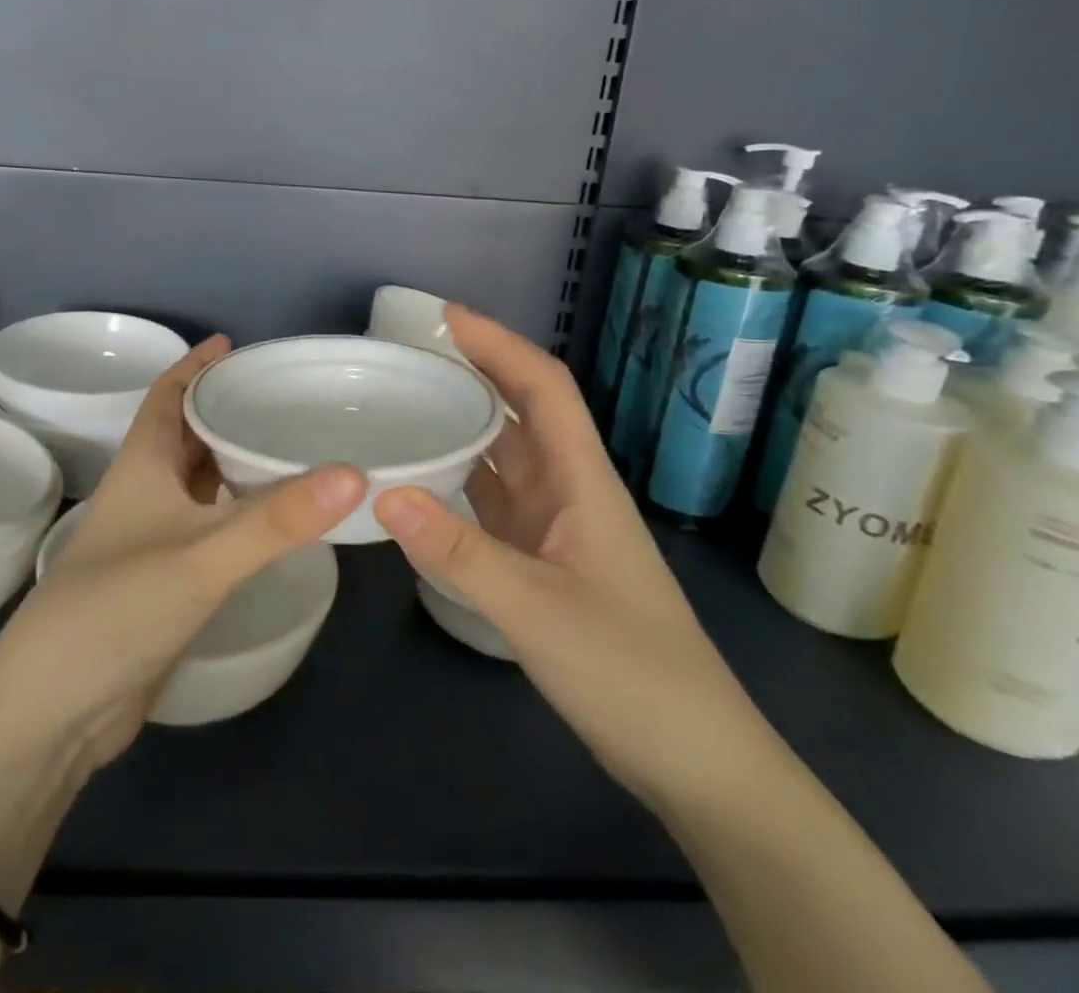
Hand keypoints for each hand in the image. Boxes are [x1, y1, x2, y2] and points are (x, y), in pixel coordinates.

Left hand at [0, 335, 365, 778]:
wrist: (56, 711)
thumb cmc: (117, 609)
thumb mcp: (202, 557)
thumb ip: (278, 519)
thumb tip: (355, 474)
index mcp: (143, 464)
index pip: (168, 395)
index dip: (195, 365)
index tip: (234, 343)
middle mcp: (147, 491)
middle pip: (187, 432)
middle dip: (226, 407)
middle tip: (284, 393)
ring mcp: (155, 538)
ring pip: (201, 480)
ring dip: (235, 458)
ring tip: (291, 442)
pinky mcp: (167, 579)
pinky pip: (212, 524)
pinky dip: (240, 509)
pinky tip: (276, 514)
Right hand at [374, 305, 775, 810]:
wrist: (695, 760)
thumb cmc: (630, 672)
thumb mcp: (536, 610)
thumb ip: (458, 552)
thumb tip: (384, 493)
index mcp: (583, 481)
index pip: (544, 388)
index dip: (500, 344)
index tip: (447, 317)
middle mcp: (570, 492)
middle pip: (522, 412)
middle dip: (476, 372)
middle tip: (411, 354)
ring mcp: (558, 529)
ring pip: (506, 457)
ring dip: (466, 424)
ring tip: (409, 403)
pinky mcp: (545, 563)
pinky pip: (495, 503)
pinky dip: (461, 482)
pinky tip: (424, 483)